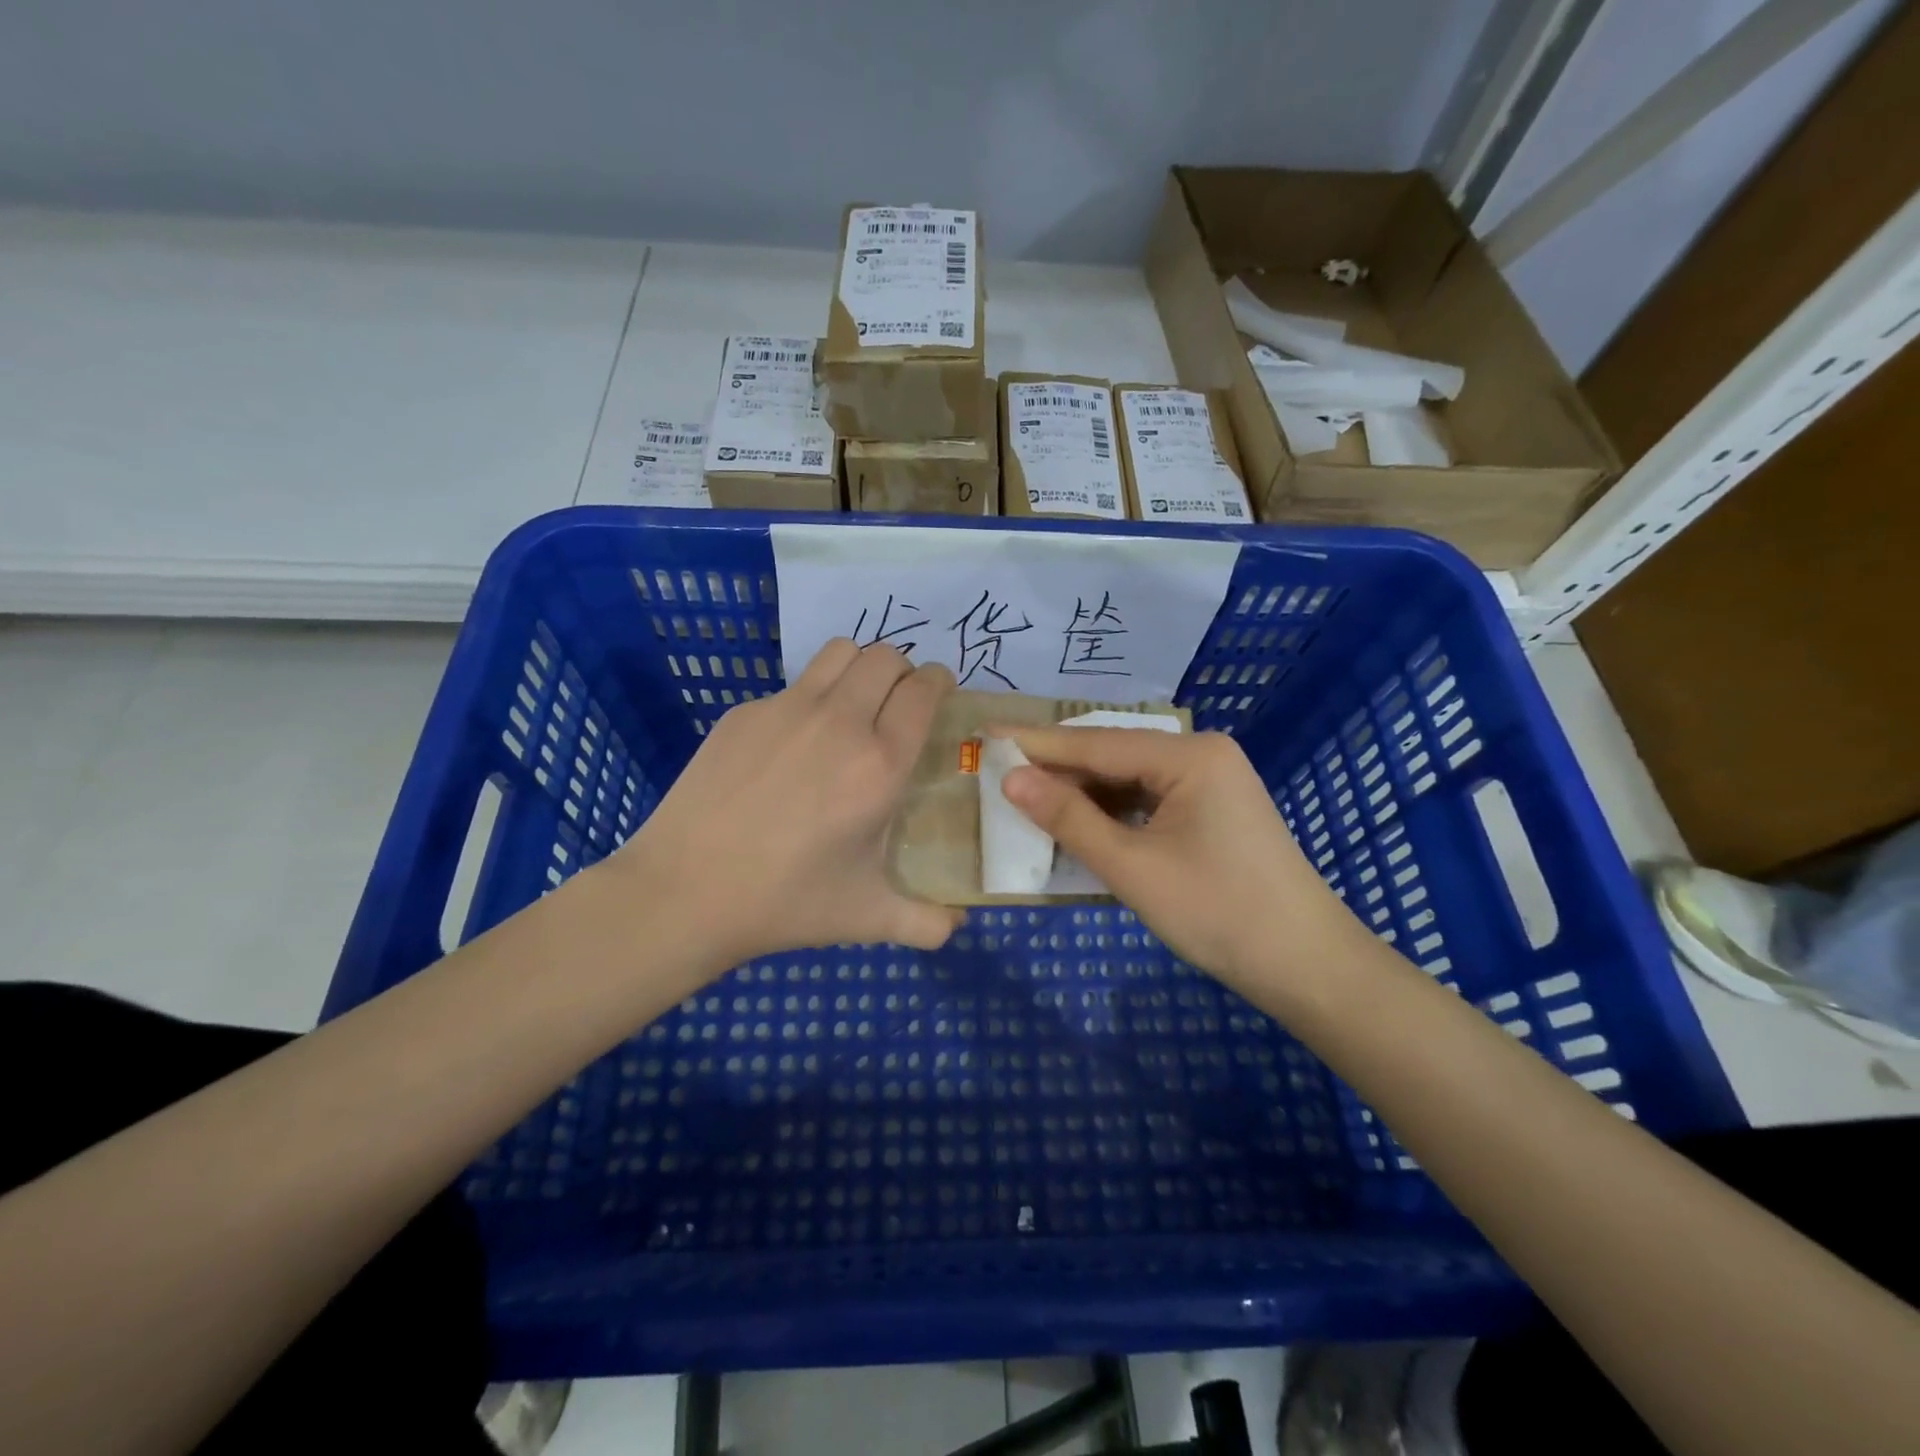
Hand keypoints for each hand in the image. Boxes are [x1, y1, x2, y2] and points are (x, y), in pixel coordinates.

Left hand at [617, 639, 963, 972]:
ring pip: (839, 652)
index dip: (939, 682)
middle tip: (899, 704)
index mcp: (878, 764)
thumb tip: (958, 924)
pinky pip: (793, 686)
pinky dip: (810, 699)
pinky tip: (793, 747)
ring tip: (855, 704)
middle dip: (903, 671)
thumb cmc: (786, 902)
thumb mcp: (868, 917)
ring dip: (859, 668)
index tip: (940, 693)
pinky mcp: (743, 713)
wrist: (685, 892)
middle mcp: (838, 722)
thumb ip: (927, 923)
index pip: (923, 690)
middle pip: (886, 656)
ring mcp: (785, 710)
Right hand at [1000, 727, 1353, 994]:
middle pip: (1113, 754)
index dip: (1036, 742)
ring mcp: (1211, 783)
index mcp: (1189, 755)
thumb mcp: (1132, 867)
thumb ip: (1068, 819)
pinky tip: (1078, 823)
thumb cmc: (1218, 913)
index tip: (986, 734)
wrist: (1307, 966)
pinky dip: (1111, 812)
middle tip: (998, 770)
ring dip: (1082, 792)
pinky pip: (1148, 800)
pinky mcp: (1212, 811)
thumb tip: (1011, 779)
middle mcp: (1201, 755)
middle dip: (1057, 767)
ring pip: (1129, 778)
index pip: (1096, 742)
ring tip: (1026, 796)